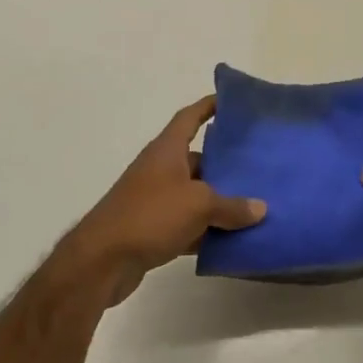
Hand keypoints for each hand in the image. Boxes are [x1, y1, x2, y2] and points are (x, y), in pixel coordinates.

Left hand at [57, 96, 266, 303]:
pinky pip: (189, 225)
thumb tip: (260, 208)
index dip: (209, 106)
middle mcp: (160, 169)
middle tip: (260, 165)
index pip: (190, 118)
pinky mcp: (154, 229)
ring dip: (220, 202)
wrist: (102, 260)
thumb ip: (231, 206)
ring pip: (196, 195)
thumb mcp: (198, 205)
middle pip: (199, 159)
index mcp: (167, 150)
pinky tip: (233, 241)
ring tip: (256, 205)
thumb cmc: (150, 215)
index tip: (232, 102)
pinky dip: (208, 231)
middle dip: (227, 164)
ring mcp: (156, 200)